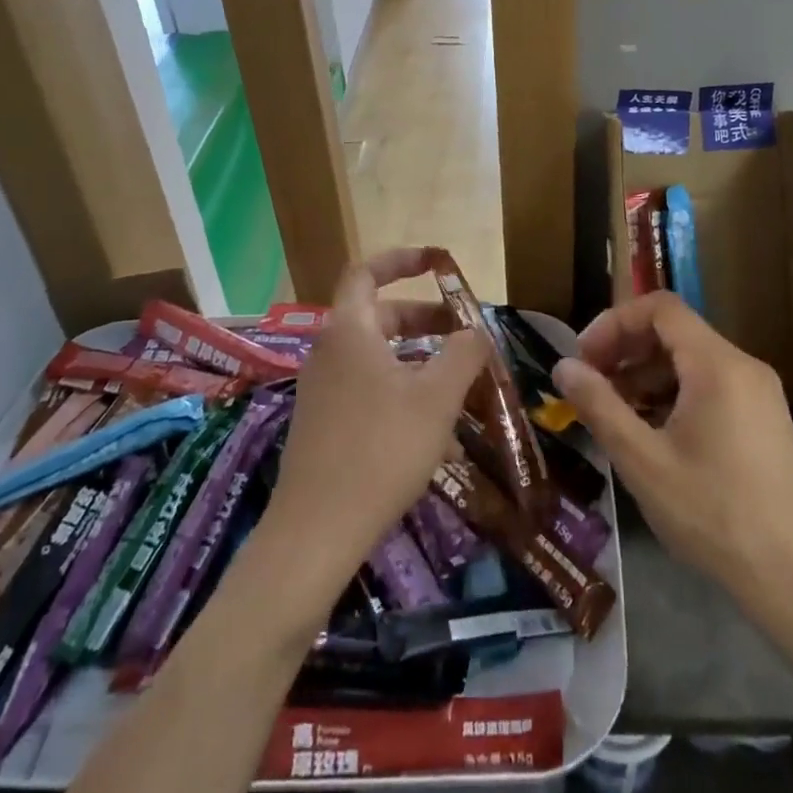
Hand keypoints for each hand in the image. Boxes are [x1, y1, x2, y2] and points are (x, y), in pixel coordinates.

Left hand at [260, 248, 489, 605]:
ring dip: (419, 360)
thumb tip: (476, 330)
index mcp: (349, 330)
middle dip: (425, 319)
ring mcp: (323, 389)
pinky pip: (367, 389)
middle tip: (465, 334)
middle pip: (379, 315)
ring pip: (377, 357)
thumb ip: (463, 353)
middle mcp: (330, 351)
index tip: (439, 262)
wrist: (316, 533)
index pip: (368, 271)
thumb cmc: (381, 451)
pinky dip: (402, 392)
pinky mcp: (324, 423)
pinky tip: (436, 432)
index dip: (403, 259)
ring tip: (460, 385)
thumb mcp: (436, 398)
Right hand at [553, 292, 792, 617]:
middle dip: (627, 350)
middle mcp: (743, 367)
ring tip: (617, 414)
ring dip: (648, 375)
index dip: (615, 322)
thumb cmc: (715, 515)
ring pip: (692, 361)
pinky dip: (675, 395)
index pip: (660, 308)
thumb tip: (563, 366)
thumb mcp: (644, 461)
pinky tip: (655, 435)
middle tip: (592, 385)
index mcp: (717, 365)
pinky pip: (711, 386)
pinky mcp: (766, 421)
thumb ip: (599, 406)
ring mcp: (760, 394)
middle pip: (675, 331)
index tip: (584, 358)